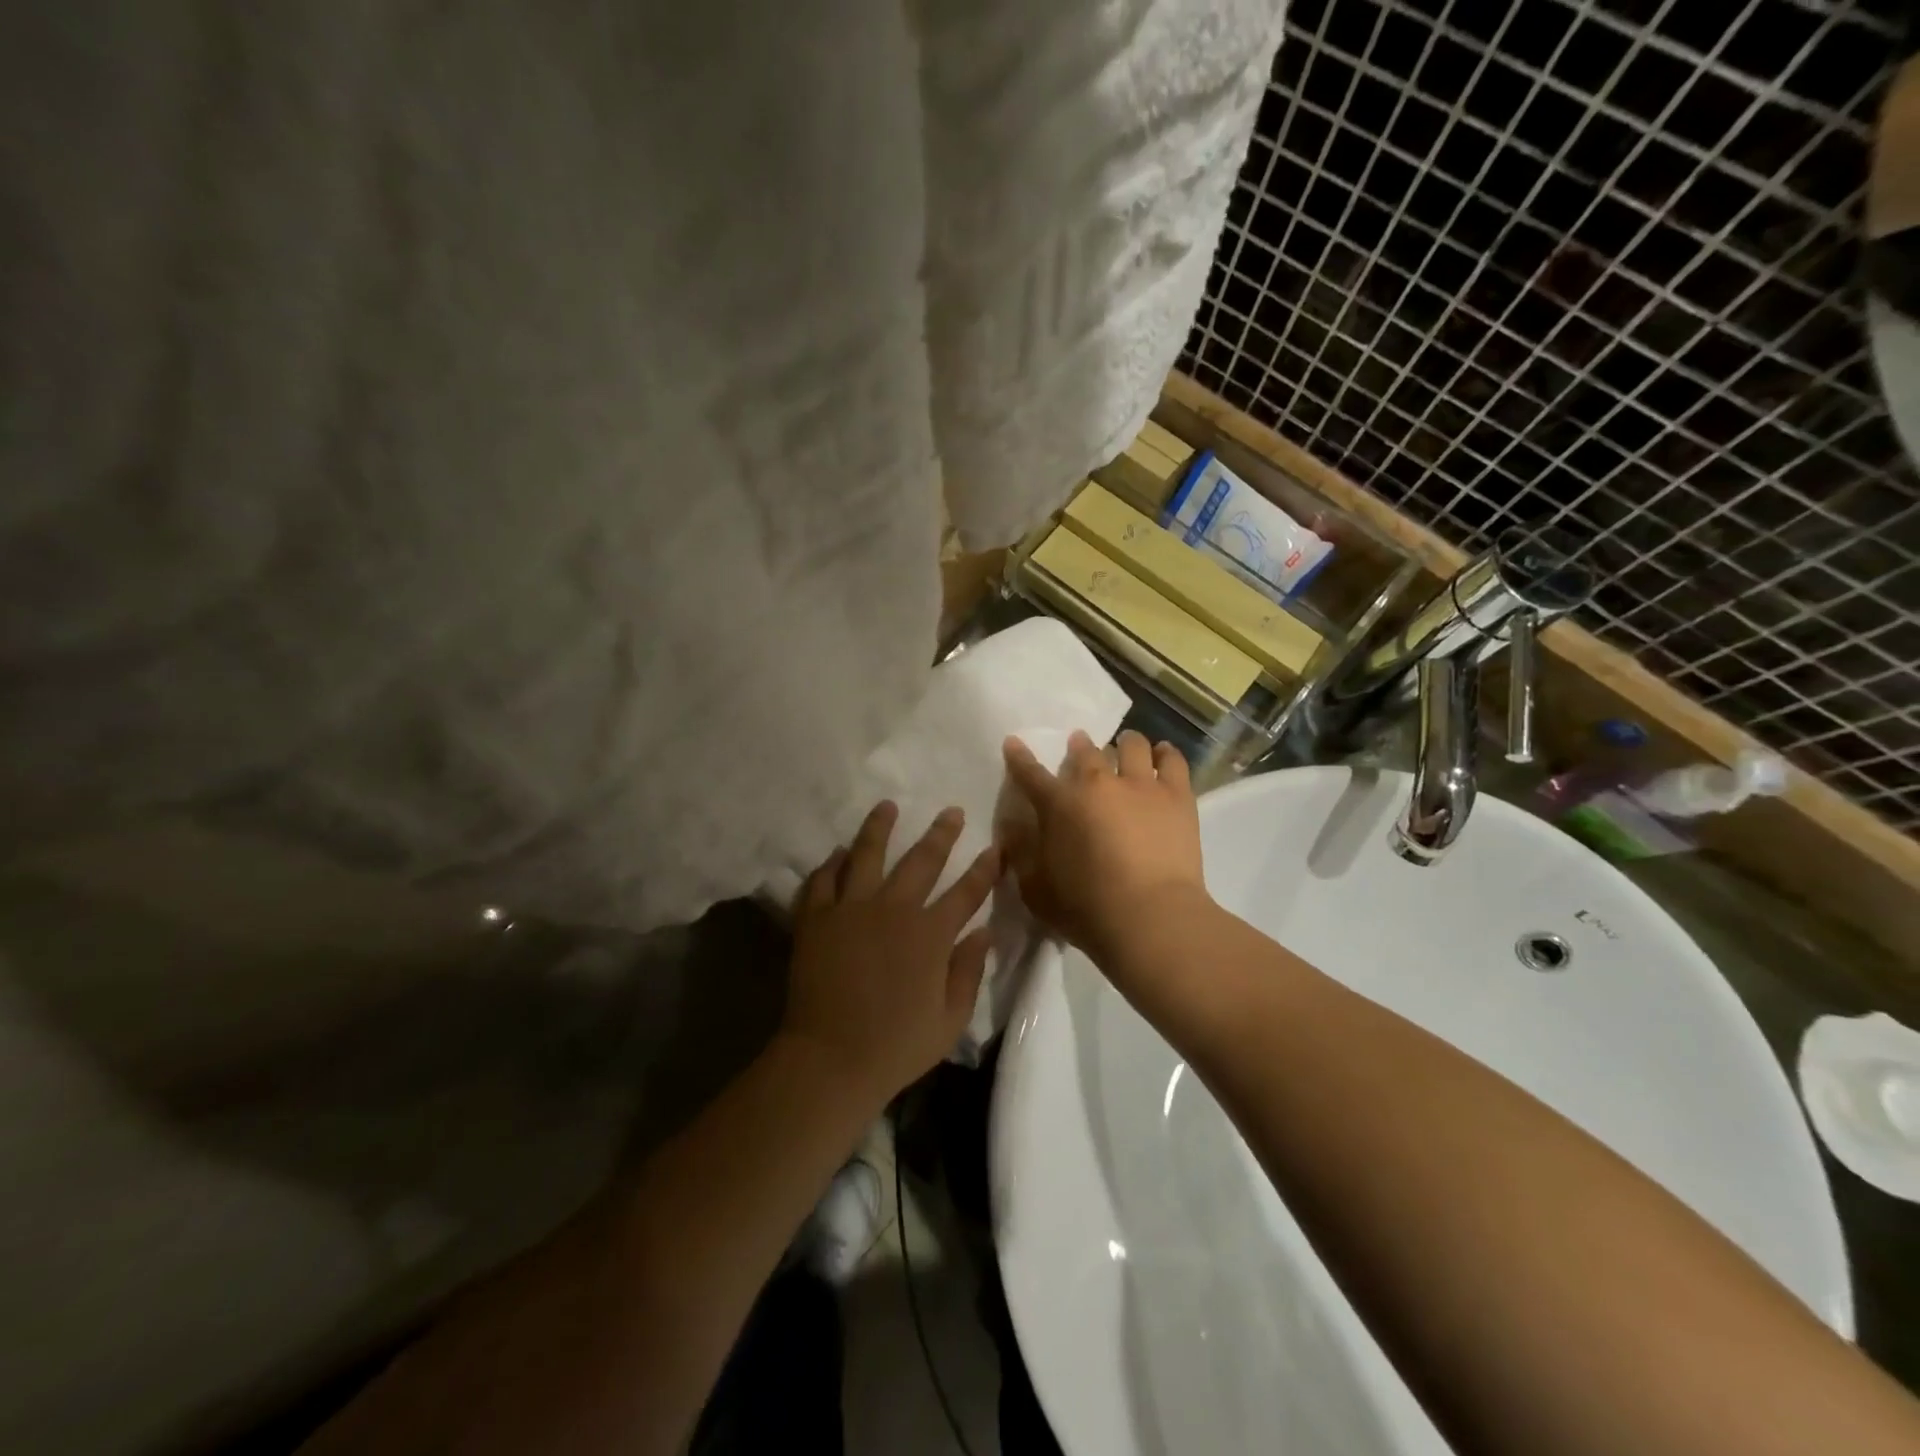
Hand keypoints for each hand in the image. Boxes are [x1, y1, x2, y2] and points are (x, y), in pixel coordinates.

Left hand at [782, 800, 999, 1110]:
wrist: (830, 1059)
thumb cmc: (896, 1046)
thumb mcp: (950, 1020)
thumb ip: (969, 972)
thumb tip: (985, 932)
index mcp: (930, 934)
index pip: (966, 892)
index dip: (985, 869)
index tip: (996, 848)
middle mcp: (894, 910)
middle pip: (921, 860)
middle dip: (941, 834)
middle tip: (951, 811)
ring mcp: (851, 909)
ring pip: (867, 854)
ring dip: (879, 827)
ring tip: (887, 805)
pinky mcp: (816, 918)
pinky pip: (823, 879)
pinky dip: (831, 863)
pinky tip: (838, 852)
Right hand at [1000, 728, 1210, 966]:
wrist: (1149, 917)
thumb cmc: (1085, 908)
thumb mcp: (1034, 888)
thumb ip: (1021, 853)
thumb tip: (1013, 827)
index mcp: (1058, 805)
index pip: (1030, 774)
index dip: (1019, 757)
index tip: (1013, 743)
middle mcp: (1097, 784)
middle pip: (1085, 752)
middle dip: (1079, 745)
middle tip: (1080, 746)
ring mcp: (1140, 785)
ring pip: (1132, 746)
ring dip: (1125, 743)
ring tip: (1126, 745)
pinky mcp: (1177, 796)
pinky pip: (1173, 761)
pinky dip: (1165, 753)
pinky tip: (1162, 754)